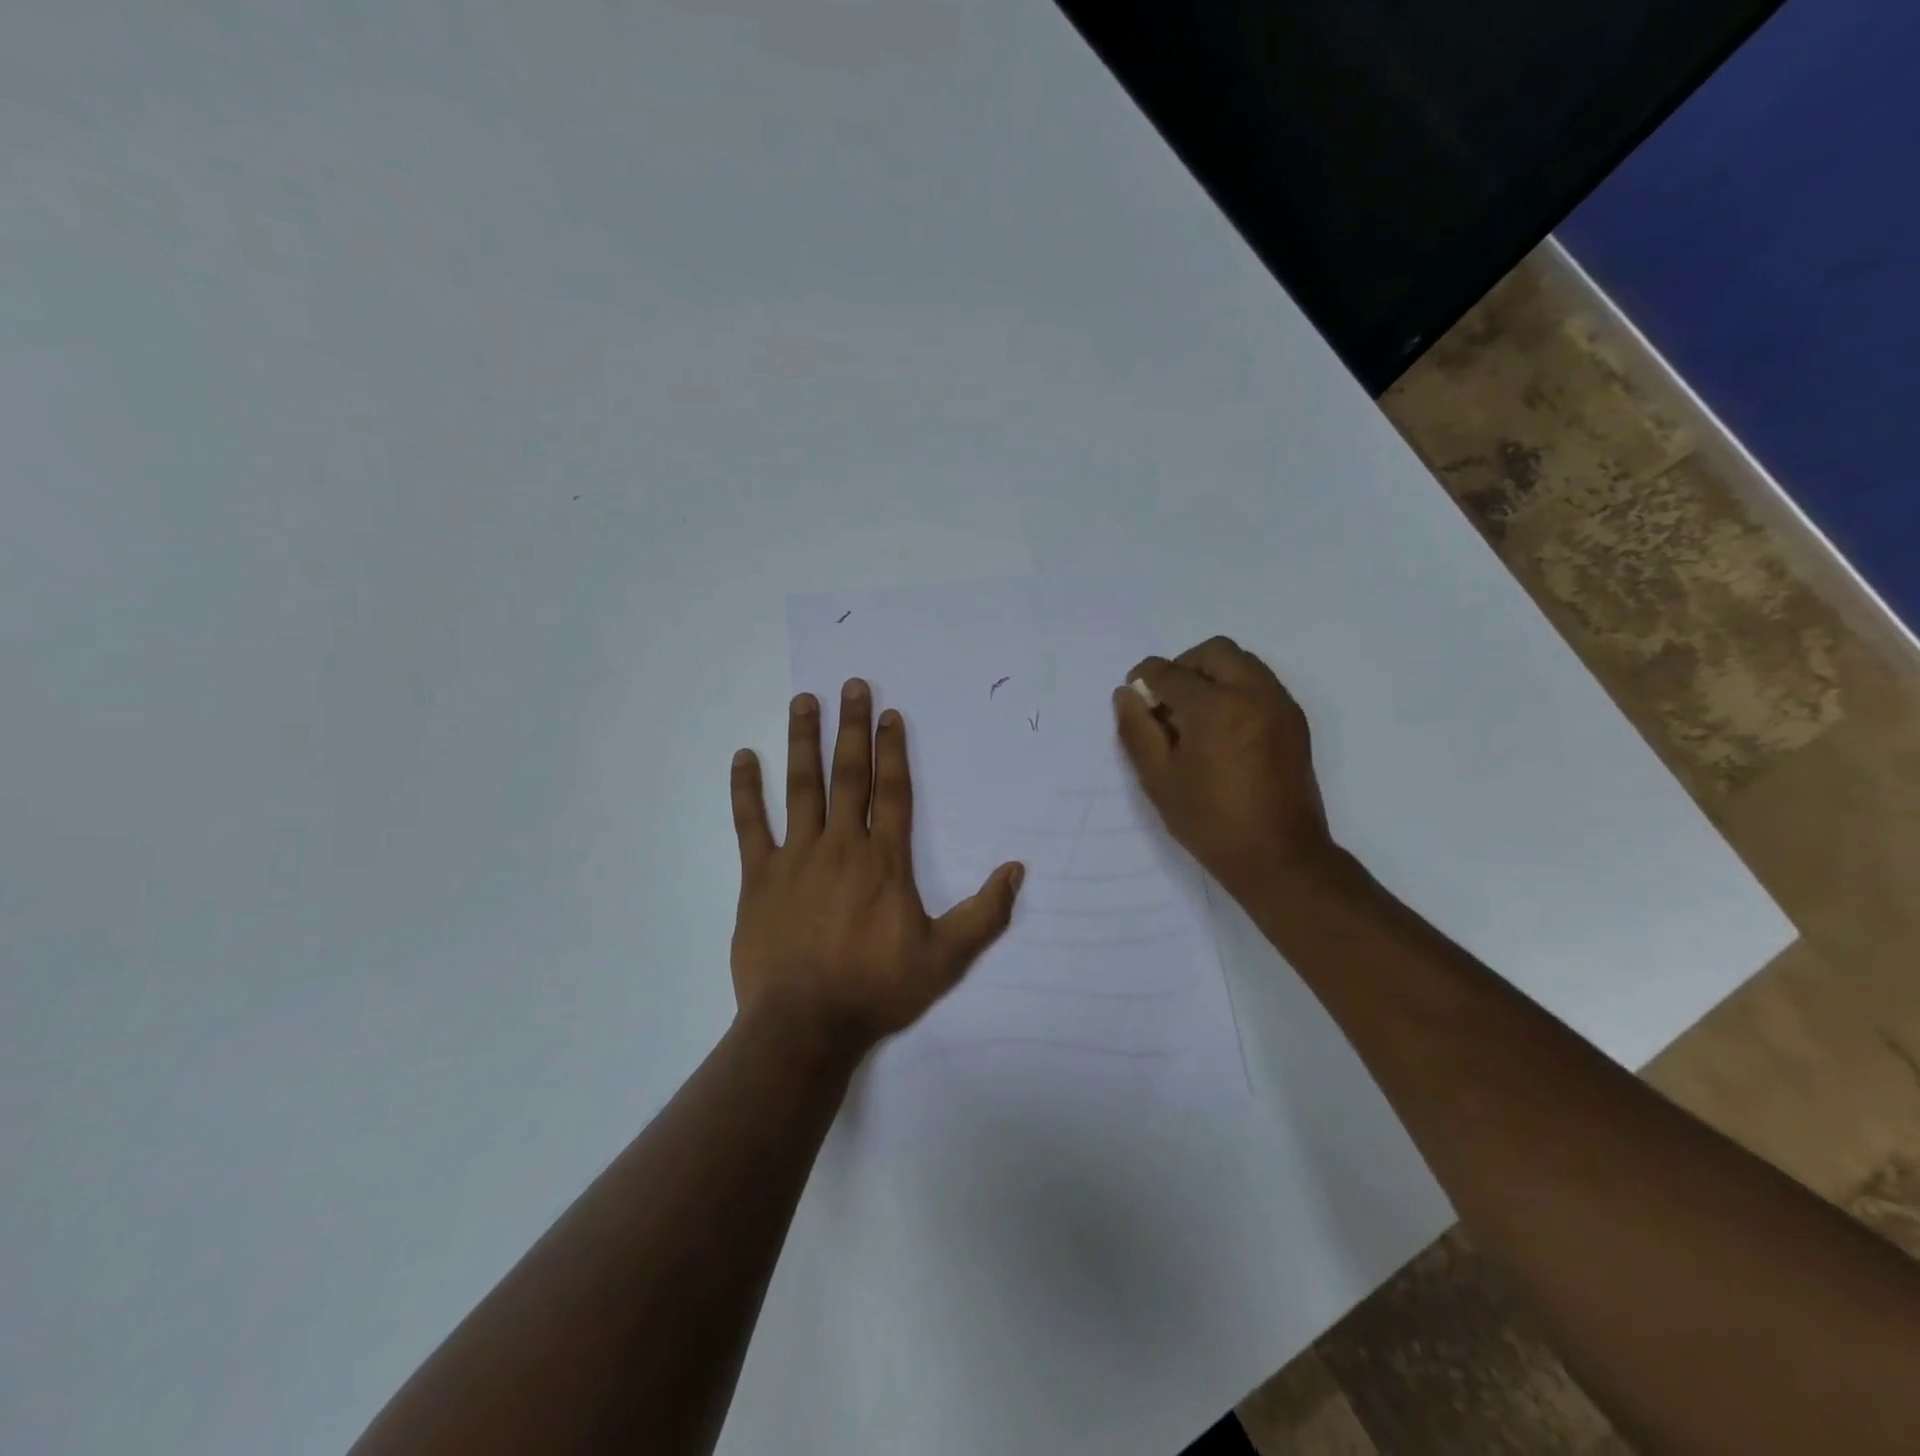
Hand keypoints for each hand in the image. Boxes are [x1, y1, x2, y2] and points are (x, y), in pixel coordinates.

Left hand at [728, 680, 1024, 1053]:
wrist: (805, 1026)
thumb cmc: (877, 989)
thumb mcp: (945, 958)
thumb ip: (985, 914)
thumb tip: (1016, 870)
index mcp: (883, 860)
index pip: (891, 790)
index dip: (892, 749)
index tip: (888, 713)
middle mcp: (840, 845)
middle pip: (848, 774)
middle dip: (851, 727)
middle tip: (850, 685)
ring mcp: (795, 857)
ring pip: (801, 787)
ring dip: (803, 741)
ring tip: (804, 701)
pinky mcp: (758, 877)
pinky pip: (749, 824)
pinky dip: (745, 789)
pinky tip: (743, 756)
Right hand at [1112, 636, 1334, 899]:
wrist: (1279, 857)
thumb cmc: (1210, 822)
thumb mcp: (1159, 779)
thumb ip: (1137, 730)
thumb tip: (1126, 694)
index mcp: (1216, 707)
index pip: (1171, 672)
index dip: (1145, 678)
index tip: (1134, 695)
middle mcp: (1254, 693)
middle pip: (1214, 652)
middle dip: (1183, 666)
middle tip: (1166, 701)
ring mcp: (1280, 705)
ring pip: (1242, 663)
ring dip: (1211, 675)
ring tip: (1193, 715)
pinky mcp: (1294, 721)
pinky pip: (1260, 683)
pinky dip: (1236, 689)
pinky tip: (1221, 728)